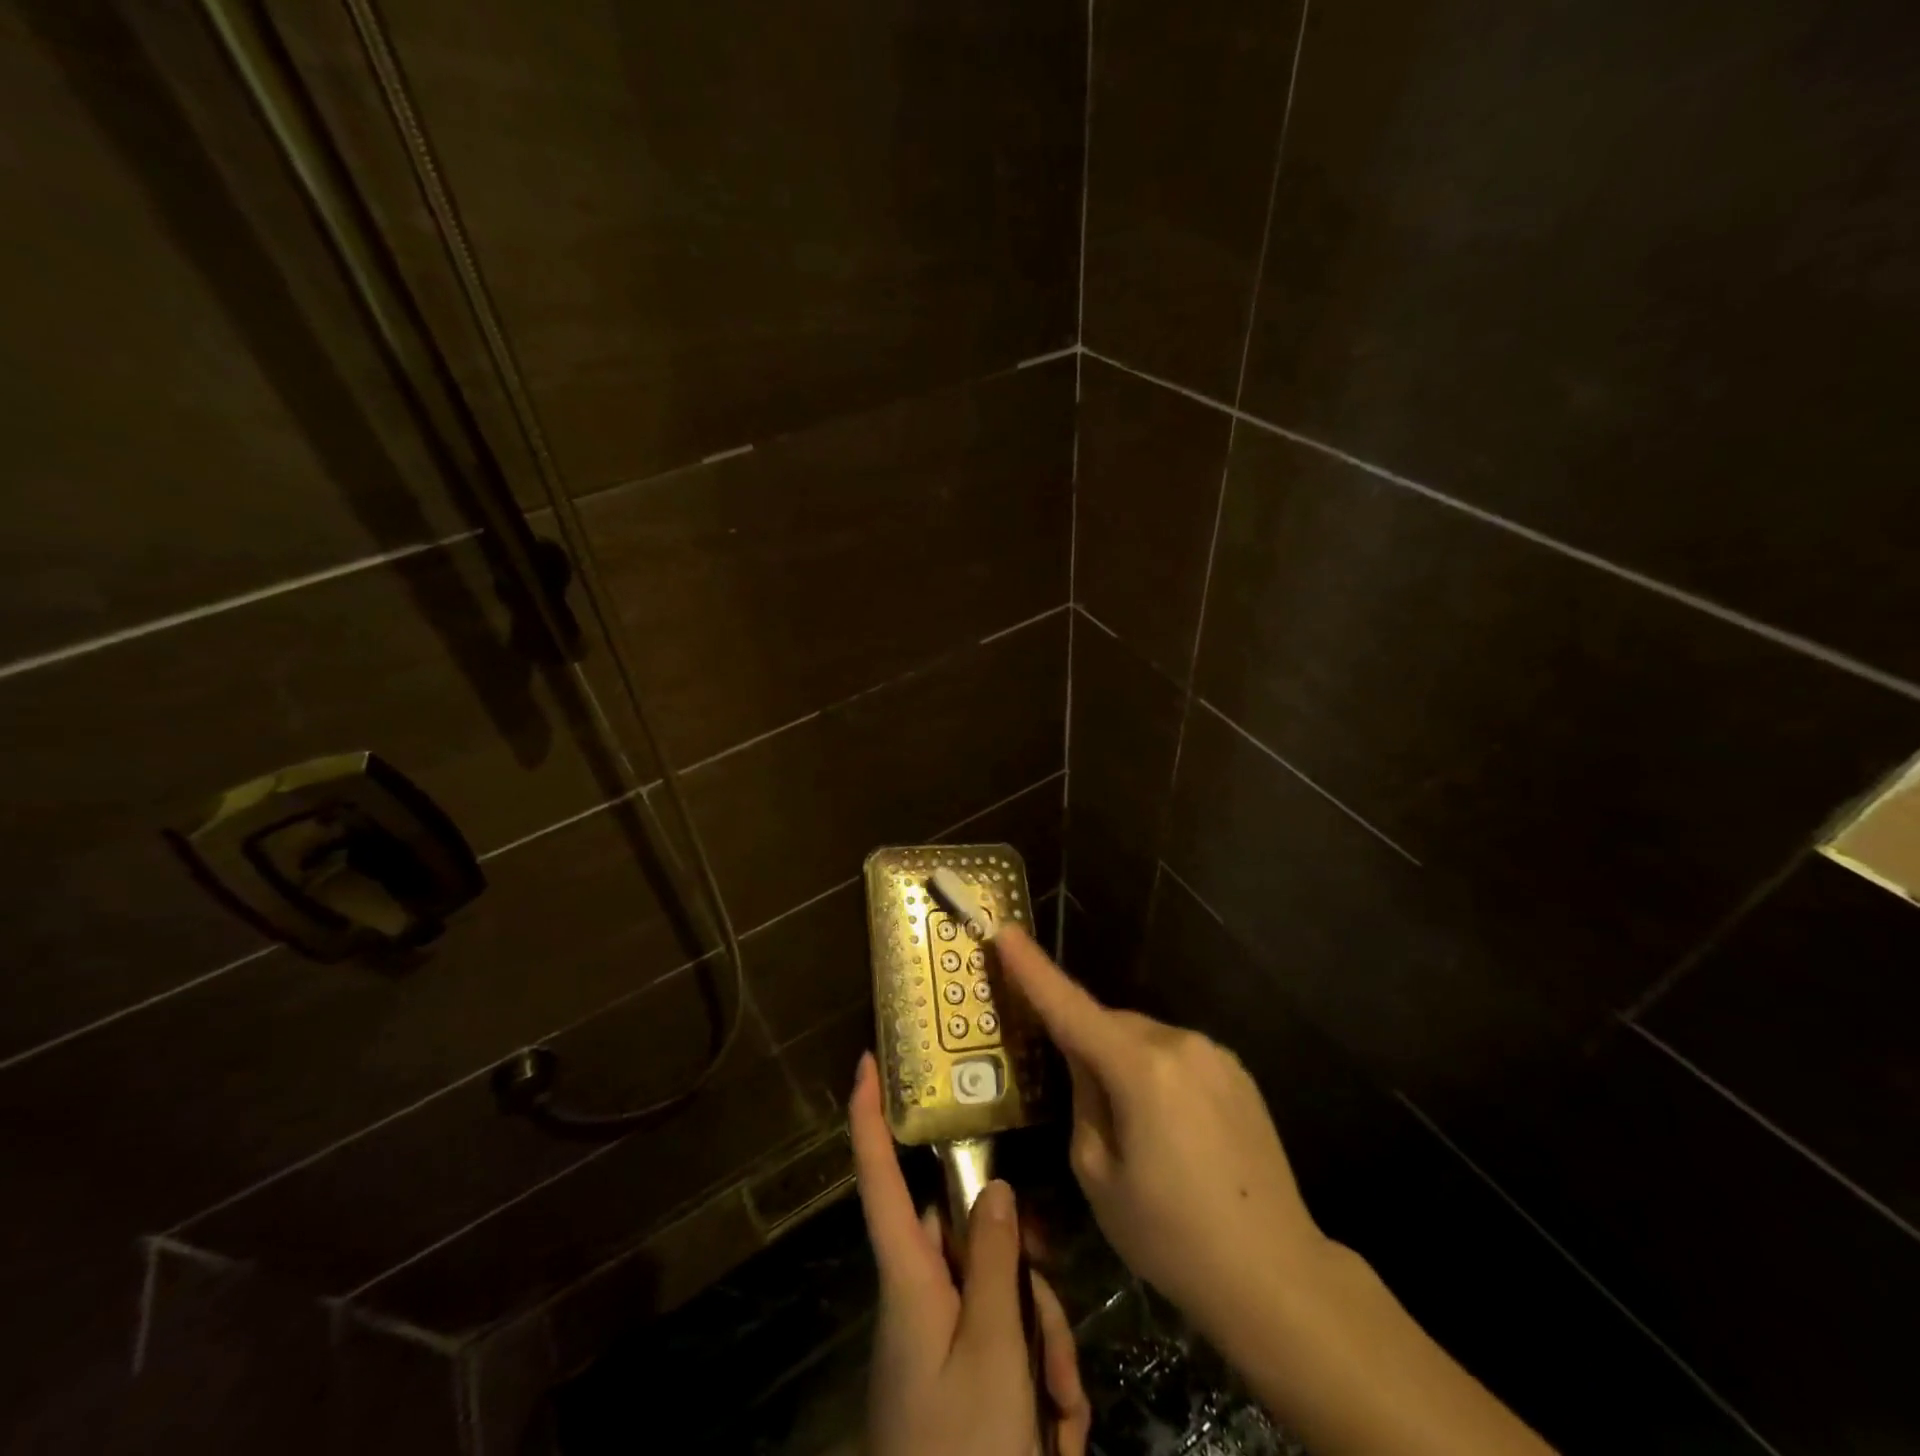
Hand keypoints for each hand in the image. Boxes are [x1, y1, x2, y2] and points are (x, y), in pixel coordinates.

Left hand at [850, 1052, 1090, 1455]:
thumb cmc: (962, 1449)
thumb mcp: (992, 1355)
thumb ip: (996, 1263)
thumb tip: (995, 1187)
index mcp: (909, 1279)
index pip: (880, 1179)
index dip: (867, 1118)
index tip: (866, 1061)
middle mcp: (922, 1295)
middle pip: (978, 1243)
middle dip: (1028, 1282)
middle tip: (1055, 1351)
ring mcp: (943, 1336)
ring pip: (1005, 1294)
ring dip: (1044, 1346)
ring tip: (1062, 1415)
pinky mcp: (963, 1372)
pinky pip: (1009, 1341)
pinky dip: (1041, 1378)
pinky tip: (1059, 1431)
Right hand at [994, 924, 1326, 1338]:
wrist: (1277, 1275)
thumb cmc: (1172, 1236)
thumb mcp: (1098, 1175)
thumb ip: (1082, 1099)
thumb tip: (1084, 1062)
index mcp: (1141, 1070)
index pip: (1071, 1008)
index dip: (1033, 969)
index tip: (1005, 931)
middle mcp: (1181, 1044)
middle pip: (1110, 1025)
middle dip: (1085, 1044)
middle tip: (1078, 1099)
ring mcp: (1215, 1055)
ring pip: (1143, 1039)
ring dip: (1123, 1063)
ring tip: (1133, 1129)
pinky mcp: (1237, 1072)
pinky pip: (1176, 1055)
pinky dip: (1156, 1073)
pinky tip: (1170, 1129)